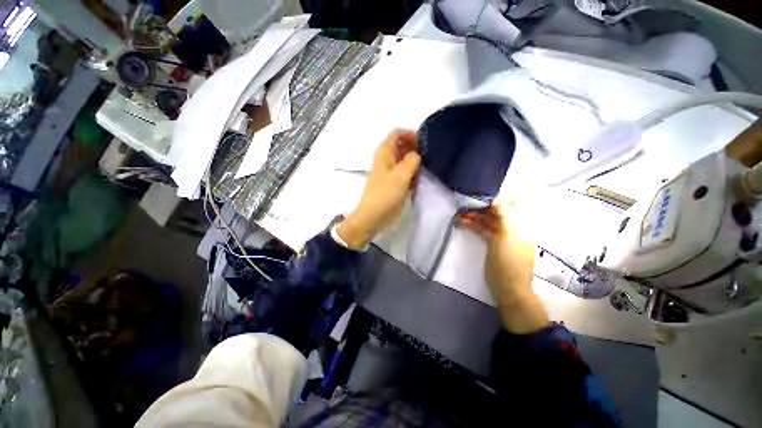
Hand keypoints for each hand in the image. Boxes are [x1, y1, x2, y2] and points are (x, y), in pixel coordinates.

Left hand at [338, 129, 420, 248]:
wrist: (374, 216)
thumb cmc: (386, 194)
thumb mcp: (401, 174)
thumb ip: (412, 160)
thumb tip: (417, 155)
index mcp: (385, 152)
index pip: (397, 133)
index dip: (411, 134)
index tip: (424, 143)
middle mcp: (387, 159)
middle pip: (402, 146)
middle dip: (415, 149)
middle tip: (428, 158)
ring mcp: (390, 172)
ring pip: (405, 160)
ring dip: (415, 163)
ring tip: (424, 171)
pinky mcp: (394, 183)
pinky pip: (405, 173)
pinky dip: (412, 174)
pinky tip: (418, 181)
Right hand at [459, 198, 549, 333]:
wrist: (508, 288)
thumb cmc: (510, 262)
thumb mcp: (508, 236)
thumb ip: (504, 215)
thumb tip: (496, 196)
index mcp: (522, 224)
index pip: (509, 203)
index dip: (495, 196)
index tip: (478, 192)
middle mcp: (513, 226)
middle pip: (497, 211)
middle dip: (481, 206)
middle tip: (465, 203)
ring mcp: (503, 235)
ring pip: (488, 220)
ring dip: (475, 215)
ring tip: (460, 213)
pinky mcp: (493, 243)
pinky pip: (484, 229)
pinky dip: (474, 224)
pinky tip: (462, 221)